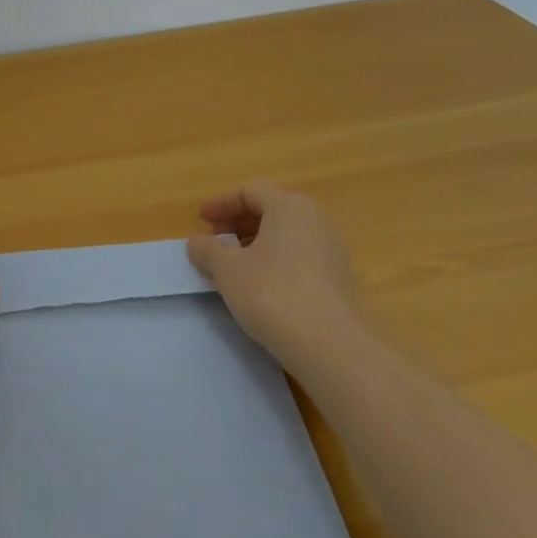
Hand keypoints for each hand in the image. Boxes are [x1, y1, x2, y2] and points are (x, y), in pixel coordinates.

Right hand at [187, 180, 362, 364]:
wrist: (328, 346)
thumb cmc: (271, 293)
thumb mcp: (226, 269)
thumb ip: (208, 250)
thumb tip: (198, 243)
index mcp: (289, 206)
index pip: (250, 191)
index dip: (221, 203)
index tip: (201, 220)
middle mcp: (315, 220)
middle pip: (270, 210)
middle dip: (238, 223)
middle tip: (215, 241)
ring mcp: (331, 250)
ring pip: (285, 235)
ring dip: (255, 243)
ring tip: (233, 265)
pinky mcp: (338, 279)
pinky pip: (299, 256)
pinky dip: (274, 261)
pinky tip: (258, 285)